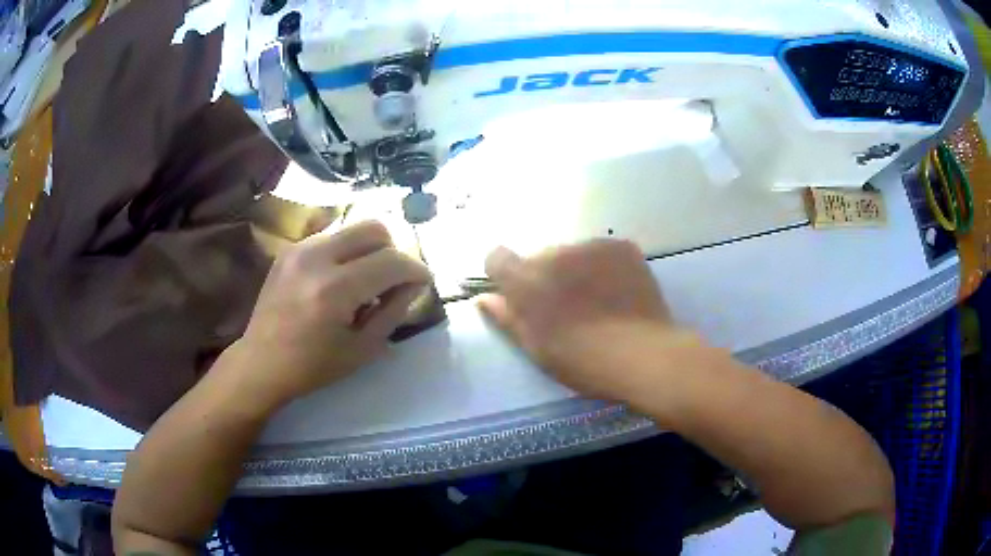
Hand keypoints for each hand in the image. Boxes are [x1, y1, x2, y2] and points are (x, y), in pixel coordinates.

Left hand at [233, 221, 431, 407]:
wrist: (261, 362)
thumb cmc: (313, 366)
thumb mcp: (363, 348)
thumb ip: (394, 311)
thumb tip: (415, 284)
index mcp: (335, 290)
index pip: (391, 261)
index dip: (416, 269)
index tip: (424, 281)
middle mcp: (316, 258)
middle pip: (374, 228)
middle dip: (393, 250)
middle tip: (394, 279)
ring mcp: (299, 248)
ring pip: (352, 229)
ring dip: (369, 251)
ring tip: (364, 282)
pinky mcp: (289, 249)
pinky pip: (331, 237)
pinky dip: (346, 252)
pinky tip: (339, 279)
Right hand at [479, 239, 702, 402]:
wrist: (642, 354)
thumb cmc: (581, 360)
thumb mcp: (536, 348)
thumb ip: (507, 318)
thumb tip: (484, 299)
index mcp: (526, 281)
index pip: (496, 257)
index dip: (503, 275)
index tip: (517, 295)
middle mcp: (554, 253)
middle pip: (539, 257)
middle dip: (546, 276)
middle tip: (567, 307)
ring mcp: (591, 246)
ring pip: (573, 254)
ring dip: (576, 270)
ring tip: (599, 301)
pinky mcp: (621, 246)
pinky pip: (602, 252)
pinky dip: (604, 267)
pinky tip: (619, 293)